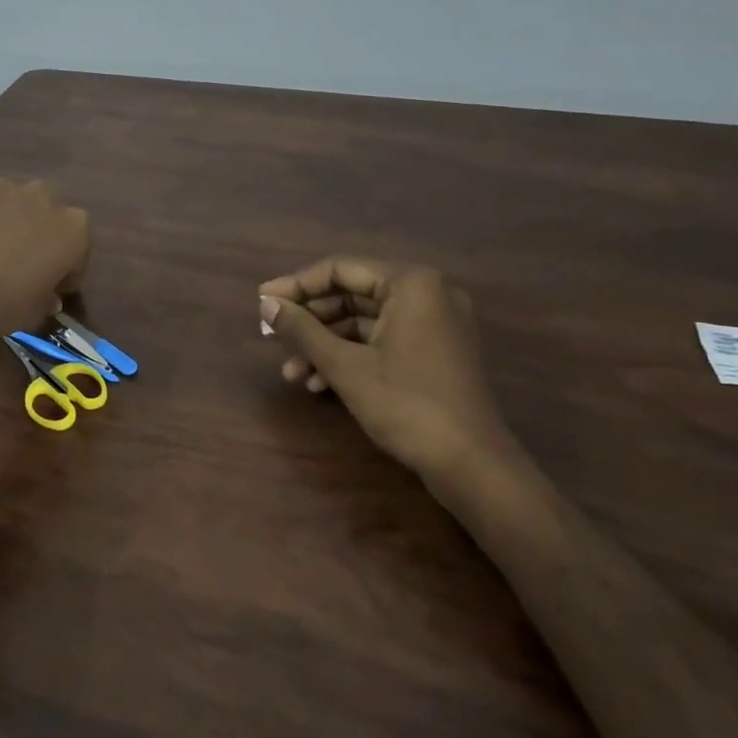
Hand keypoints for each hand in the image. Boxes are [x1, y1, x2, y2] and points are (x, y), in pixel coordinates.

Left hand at [0, 178, 90, 353]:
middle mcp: (48, 198)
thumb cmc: (6, 306)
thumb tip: (48, 294)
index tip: (52, 283)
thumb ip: (50, 294)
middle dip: (38, 231)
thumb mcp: (40, 310)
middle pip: (47, 212)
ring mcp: (9, 186)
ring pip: (14, 200)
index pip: (78, 245)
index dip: (66, 266)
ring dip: (8, 217)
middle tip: (19, 258)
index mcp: (75, 229)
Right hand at [259, 258, 516, 486]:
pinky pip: (383, 341)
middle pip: (352, 295)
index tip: (262, 300)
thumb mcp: (345, 366)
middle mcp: (428, 294)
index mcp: (412, 284)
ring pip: (365, 323)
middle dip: (310, 321)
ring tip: (292, 372)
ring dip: (325, 345)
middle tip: (272, 335)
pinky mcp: (436, 353)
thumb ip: (302, 330)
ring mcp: (435, 325)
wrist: (474, 468)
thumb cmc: (407, 405)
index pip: (340, 269)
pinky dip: (351, 357)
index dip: (296, 285)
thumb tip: (266, 303)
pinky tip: (320, 385)